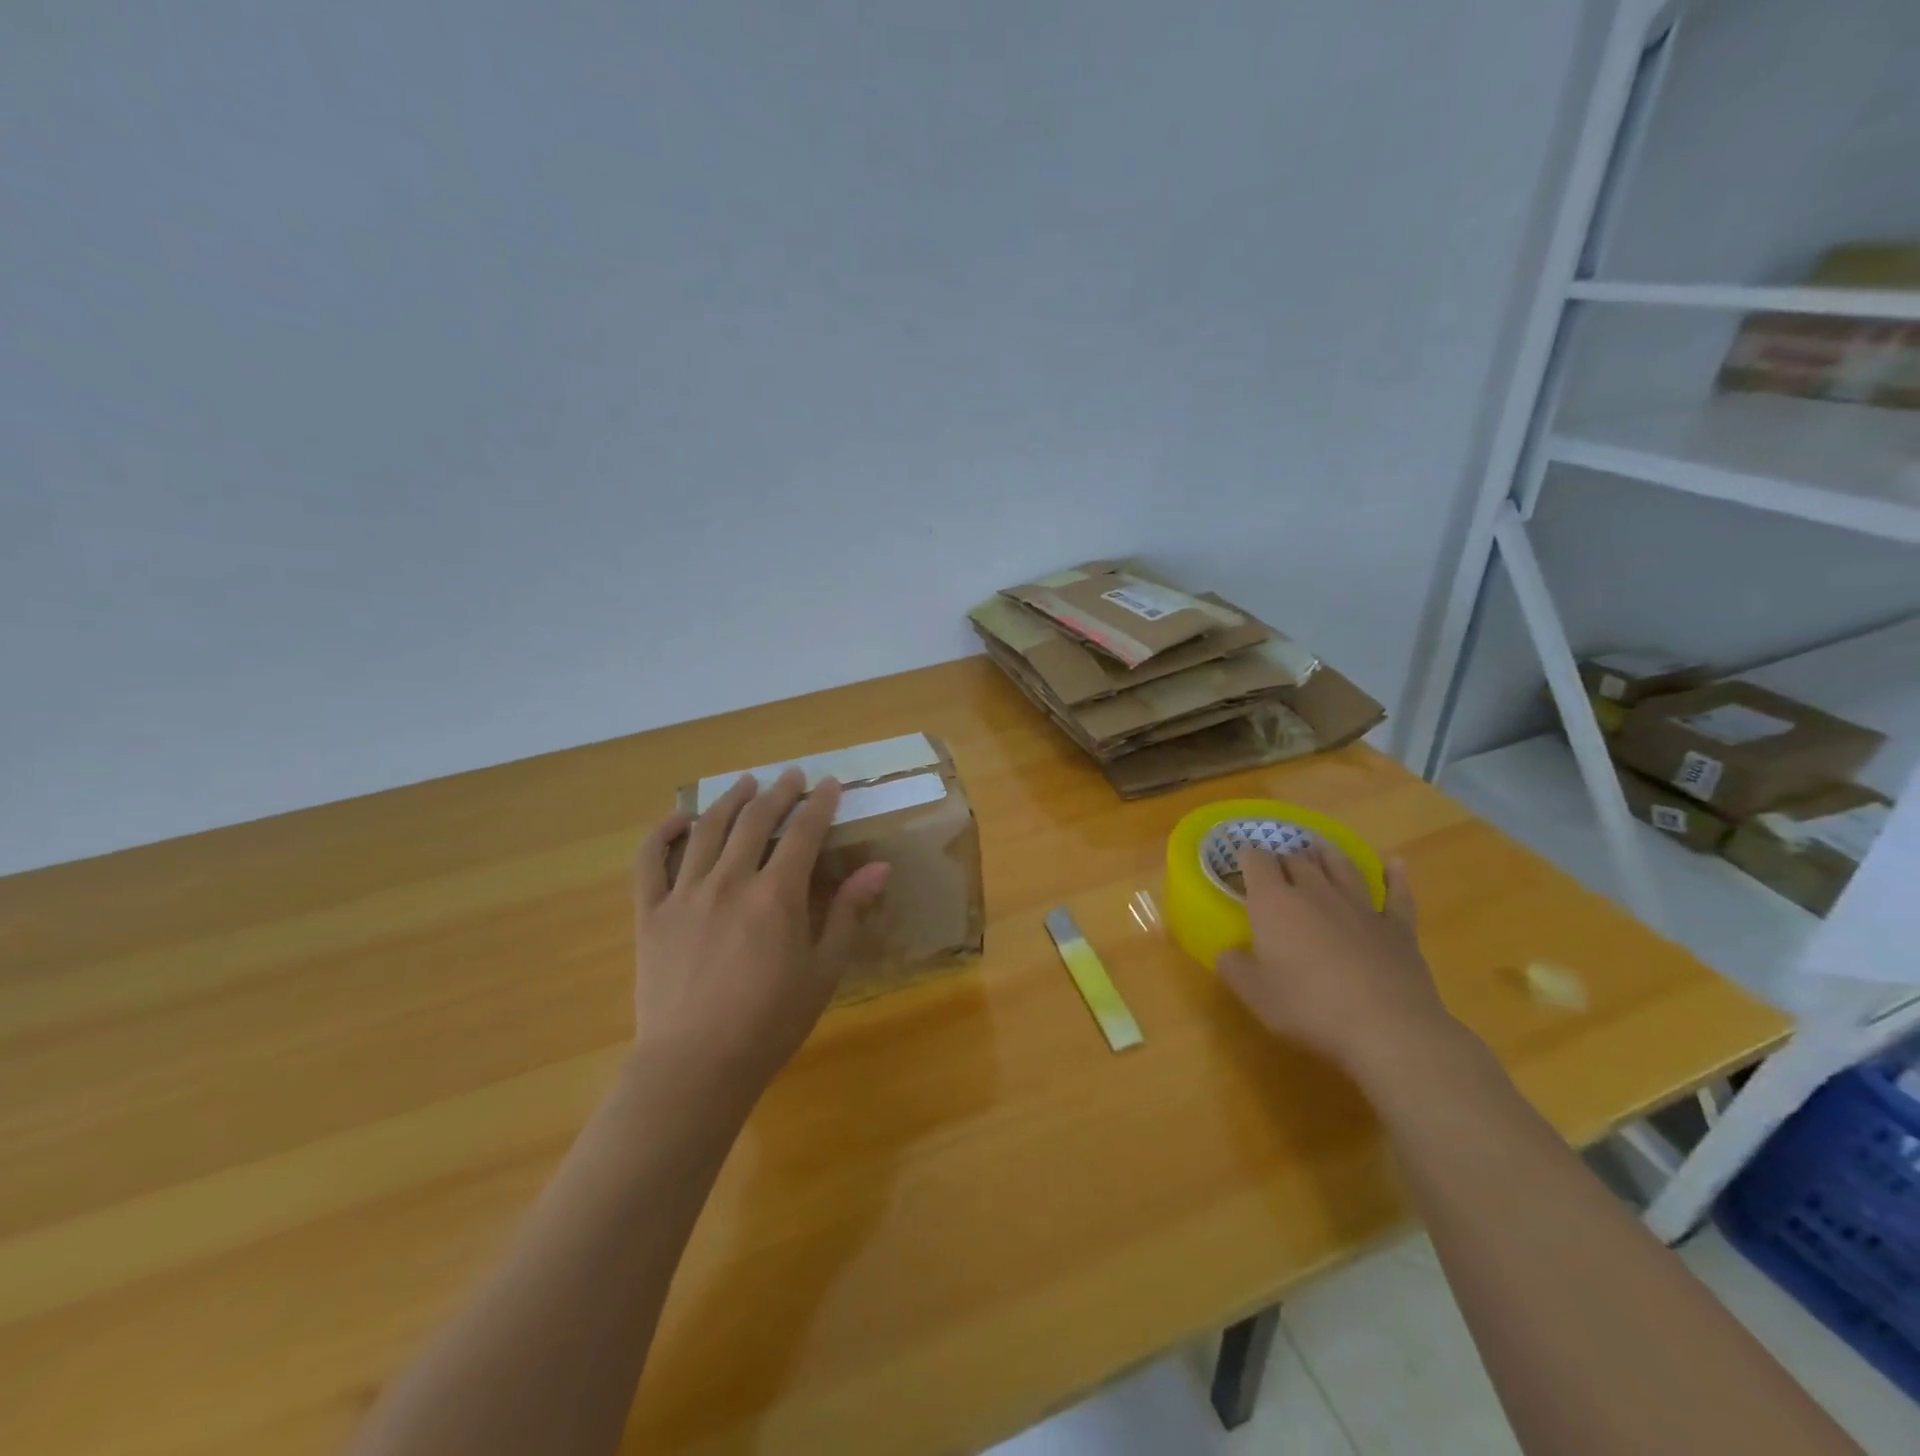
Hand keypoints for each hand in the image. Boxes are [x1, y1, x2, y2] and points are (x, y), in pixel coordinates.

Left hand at [631, 768, 890, 1097]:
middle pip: (756, 820)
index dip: (819, 804)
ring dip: (729, 800)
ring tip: (744, 783)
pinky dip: (663, 833)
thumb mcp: (823, 971)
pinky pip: (651, 861)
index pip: (804, 832)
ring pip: (708, 830)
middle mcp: (730, 881)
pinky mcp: (651, 913)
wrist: (696, 1067)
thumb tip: (879, 867)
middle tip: (791, 776)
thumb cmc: (770, 1023)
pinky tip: (679, 818)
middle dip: (778, 792)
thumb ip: (848, 913)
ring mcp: (685, 894)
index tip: (829, 784)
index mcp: (776, 896)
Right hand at [1215, 845, 1460, 1082]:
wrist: (1386, 1028)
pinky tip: (1395, 863)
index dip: (1248, 856)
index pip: (1257, 862)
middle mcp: (1315, 892)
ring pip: (1341, 866)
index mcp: (1274, 903)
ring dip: (1327, 854)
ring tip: (1319, 846)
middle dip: (1284, 857)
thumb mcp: (1254, 993)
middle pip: (1297, 860)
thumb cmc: (1309, 1007)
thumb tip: (1227, 952)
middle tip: (1277, 865)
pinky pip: (1397, 893)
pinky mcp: (1397, 927)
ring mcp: (1360, 906)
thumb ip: (1234, 966)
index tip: (1242, 860)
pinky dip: (1396, 877)